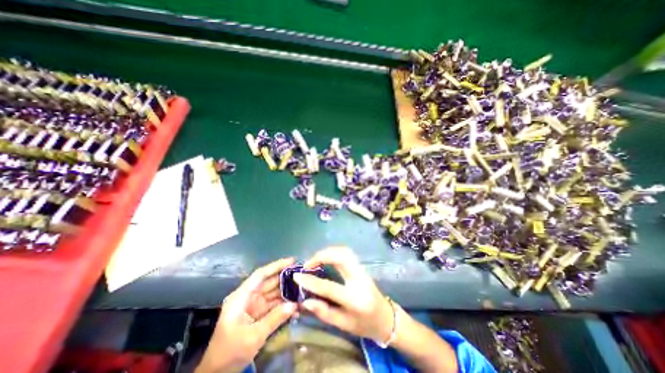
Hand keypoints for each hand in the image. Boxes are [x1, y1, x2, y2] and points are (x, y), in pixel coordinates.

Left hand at [195, 259, 297, 372]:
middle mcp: (248, 297)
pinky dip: (284, 305)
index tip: (292, 260)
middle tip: (303, 275)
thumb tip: (294, 305)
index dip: (276, 266)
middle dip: (285, 278)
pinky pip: (273, 305)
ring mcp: (254, 305)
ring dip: (287, 292)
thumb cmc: (230, 352)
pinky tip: (296, 307)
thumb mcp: (253, 336)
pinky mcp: (258, 314)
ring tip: (303, 289)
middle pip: (269, 282)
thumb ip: (275, 318)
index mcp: (242, 296)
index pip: (261, 275)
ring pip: (273, 293)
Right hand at [294, 247, 391, 341]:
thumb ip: (324, 312)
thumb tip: (305, 300)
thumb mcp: (343, 325)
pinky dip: (334, 252)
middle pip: (341, 258)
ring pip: (345, 252)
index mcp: (355, 299)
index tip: (297, 275)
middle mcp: (359, 279)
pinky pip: (347, 253)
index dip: (311, 281)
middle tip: (308, 264)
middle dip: (322, 256)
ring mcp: (362, 270)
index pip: (329, 287)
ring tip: (315, 260)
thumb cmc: (364, 325)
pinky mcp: (361, 266)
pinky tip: (326, 258)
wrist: (386, 317)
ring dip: (328, 252)